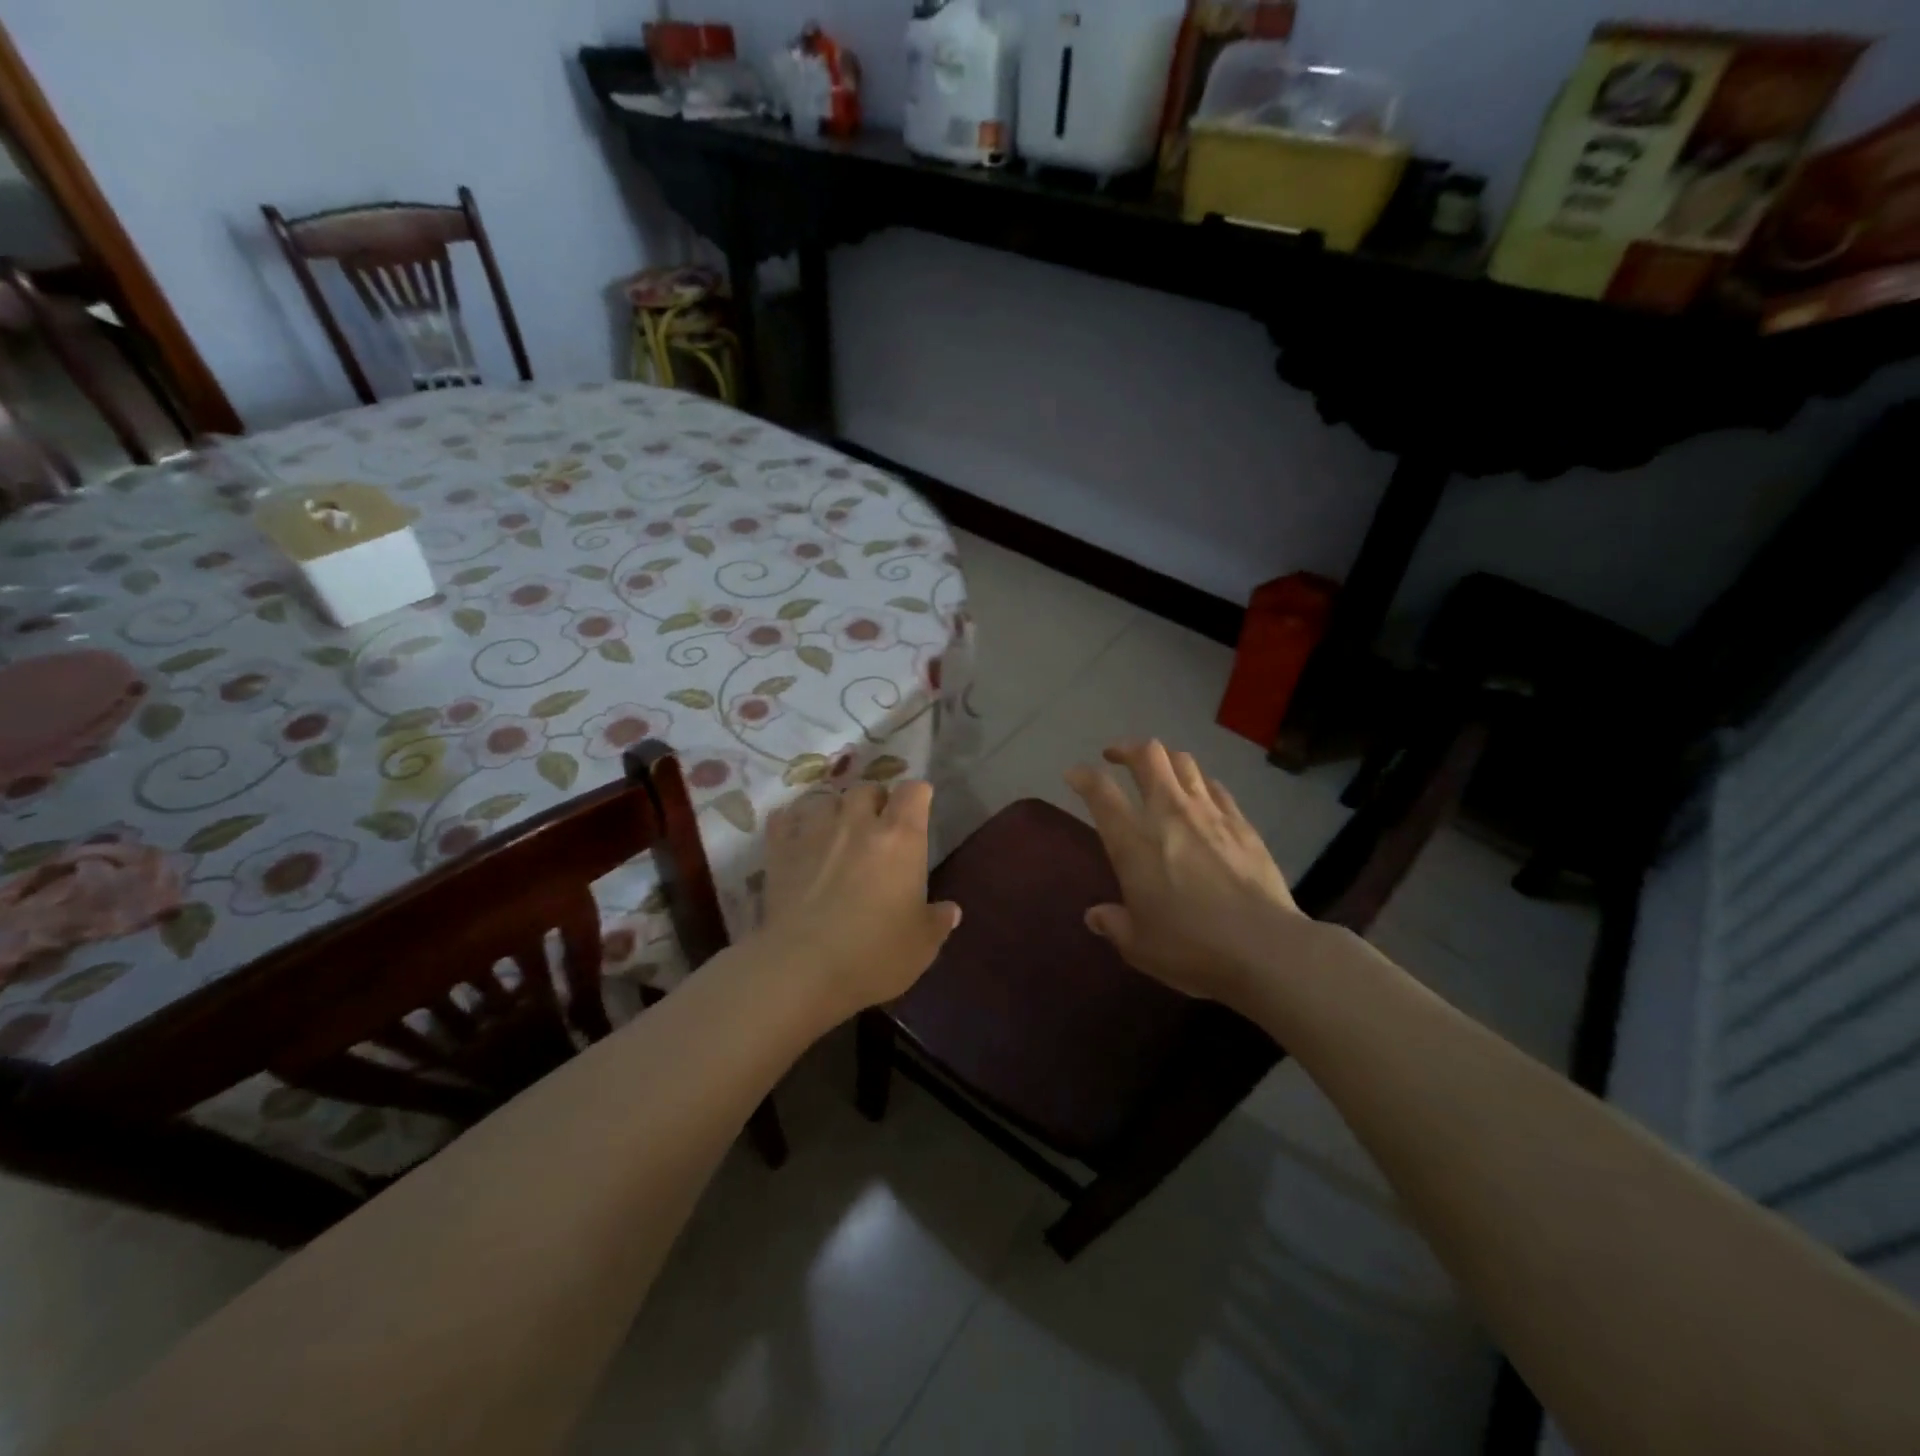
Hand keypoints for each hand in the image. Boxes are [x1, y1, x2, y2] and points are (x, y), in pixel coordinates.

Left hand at [759, 781, 960, 1020]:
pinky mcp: (780, 849)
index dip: (918, 796)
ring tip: (836, 832)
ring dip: (835, 810)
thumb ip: (938, 921)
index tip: (919, 808)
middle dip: (875, 801)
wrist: (803, 968)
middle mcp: (858, 822)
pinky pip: (785, 818)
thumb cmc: (874, 953)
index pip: (913, 791)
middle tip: (877, 825)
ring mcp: (815, 831)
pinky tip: (797, 837)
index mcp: (901, 837)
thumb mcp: (922, 945)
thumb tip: (950, 910)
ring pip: (826, 799)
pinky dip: (793, 822)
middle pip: (867, 789)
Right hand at [1065, 740, 1312, 1007]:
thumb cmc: (1191, 947)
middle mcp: (1168, 814)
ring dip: (1164, 758)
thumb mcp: (1139, 946)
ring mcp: (1209, 814)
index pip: (1101, 792)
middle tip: (1116, 756)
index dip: (1083, 776)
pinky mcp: (1241, 823)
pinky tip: (1199, 793)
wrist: (1265, 948)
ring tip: (1157, 769)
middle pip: (1147, 756)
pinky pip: (1215, 786)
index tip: (1075, 775)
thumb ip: (1114, 924)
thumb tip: (1096, 916)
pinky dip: (1199, 781)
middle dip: (1126, 748)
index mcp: (1133, 842)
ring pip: (1183, 761)